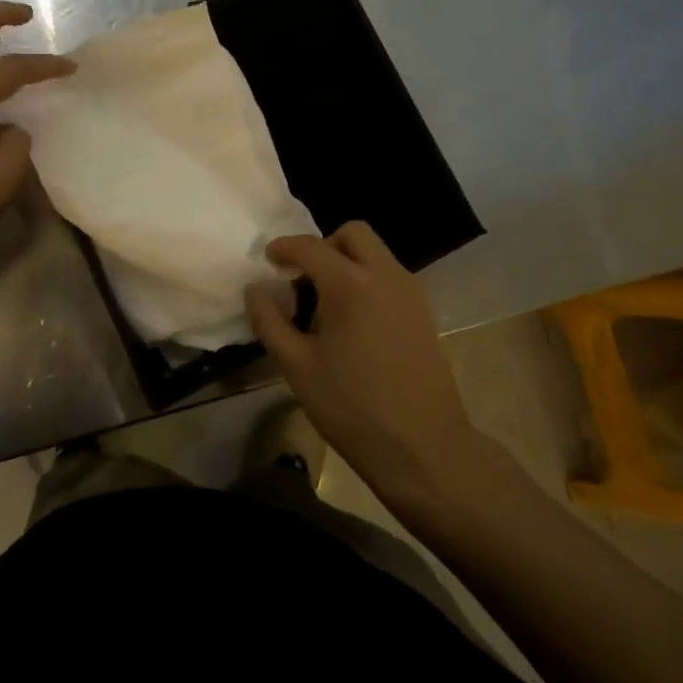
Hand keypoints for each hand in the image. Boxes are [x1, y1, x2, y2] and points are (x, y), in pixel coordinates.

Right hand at [245, 222, 478, 500]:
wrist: (425, 448)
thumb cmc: (353, 408)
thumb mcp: (297, 367)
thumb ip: (270, 320)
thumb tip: (256, 288)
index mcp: (351, 284)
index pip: (311, 247)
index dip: (284, 248)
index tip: (268, 260)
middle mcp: (385, 275)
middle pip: (353, 234)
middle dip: (323, 246)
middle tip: (303, 280)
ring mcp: (411, 292)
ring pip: (375, 254)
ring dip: (347, 263)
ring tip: (325, 307)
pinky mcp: (424, 312)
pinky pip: (389, 276)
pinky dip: (367, 281)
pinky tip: (353, 324)